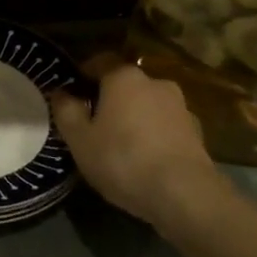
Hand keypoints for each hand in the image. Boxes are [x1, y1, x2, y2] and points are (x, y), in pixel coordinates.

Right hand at [49, 59, 234, 239]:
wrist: (185, 195)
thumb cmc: (123, 159)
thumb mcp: (80, 139)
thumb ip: (66, 111)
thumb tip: (60, 92)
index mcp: (124, 77)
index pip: (100, 61)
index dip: (84, 74)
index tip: (73, 93)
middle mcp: (155, 82)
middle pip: (125, 84)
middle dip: (110, 98)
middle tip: (95, 123)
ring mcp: (180, 107)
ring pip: (148, 105)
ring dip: (135, 117)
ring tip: (122, 144)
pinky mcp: (197, 133)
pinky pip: (166, 126)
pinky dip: (155, 135)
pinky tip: (146, 159)